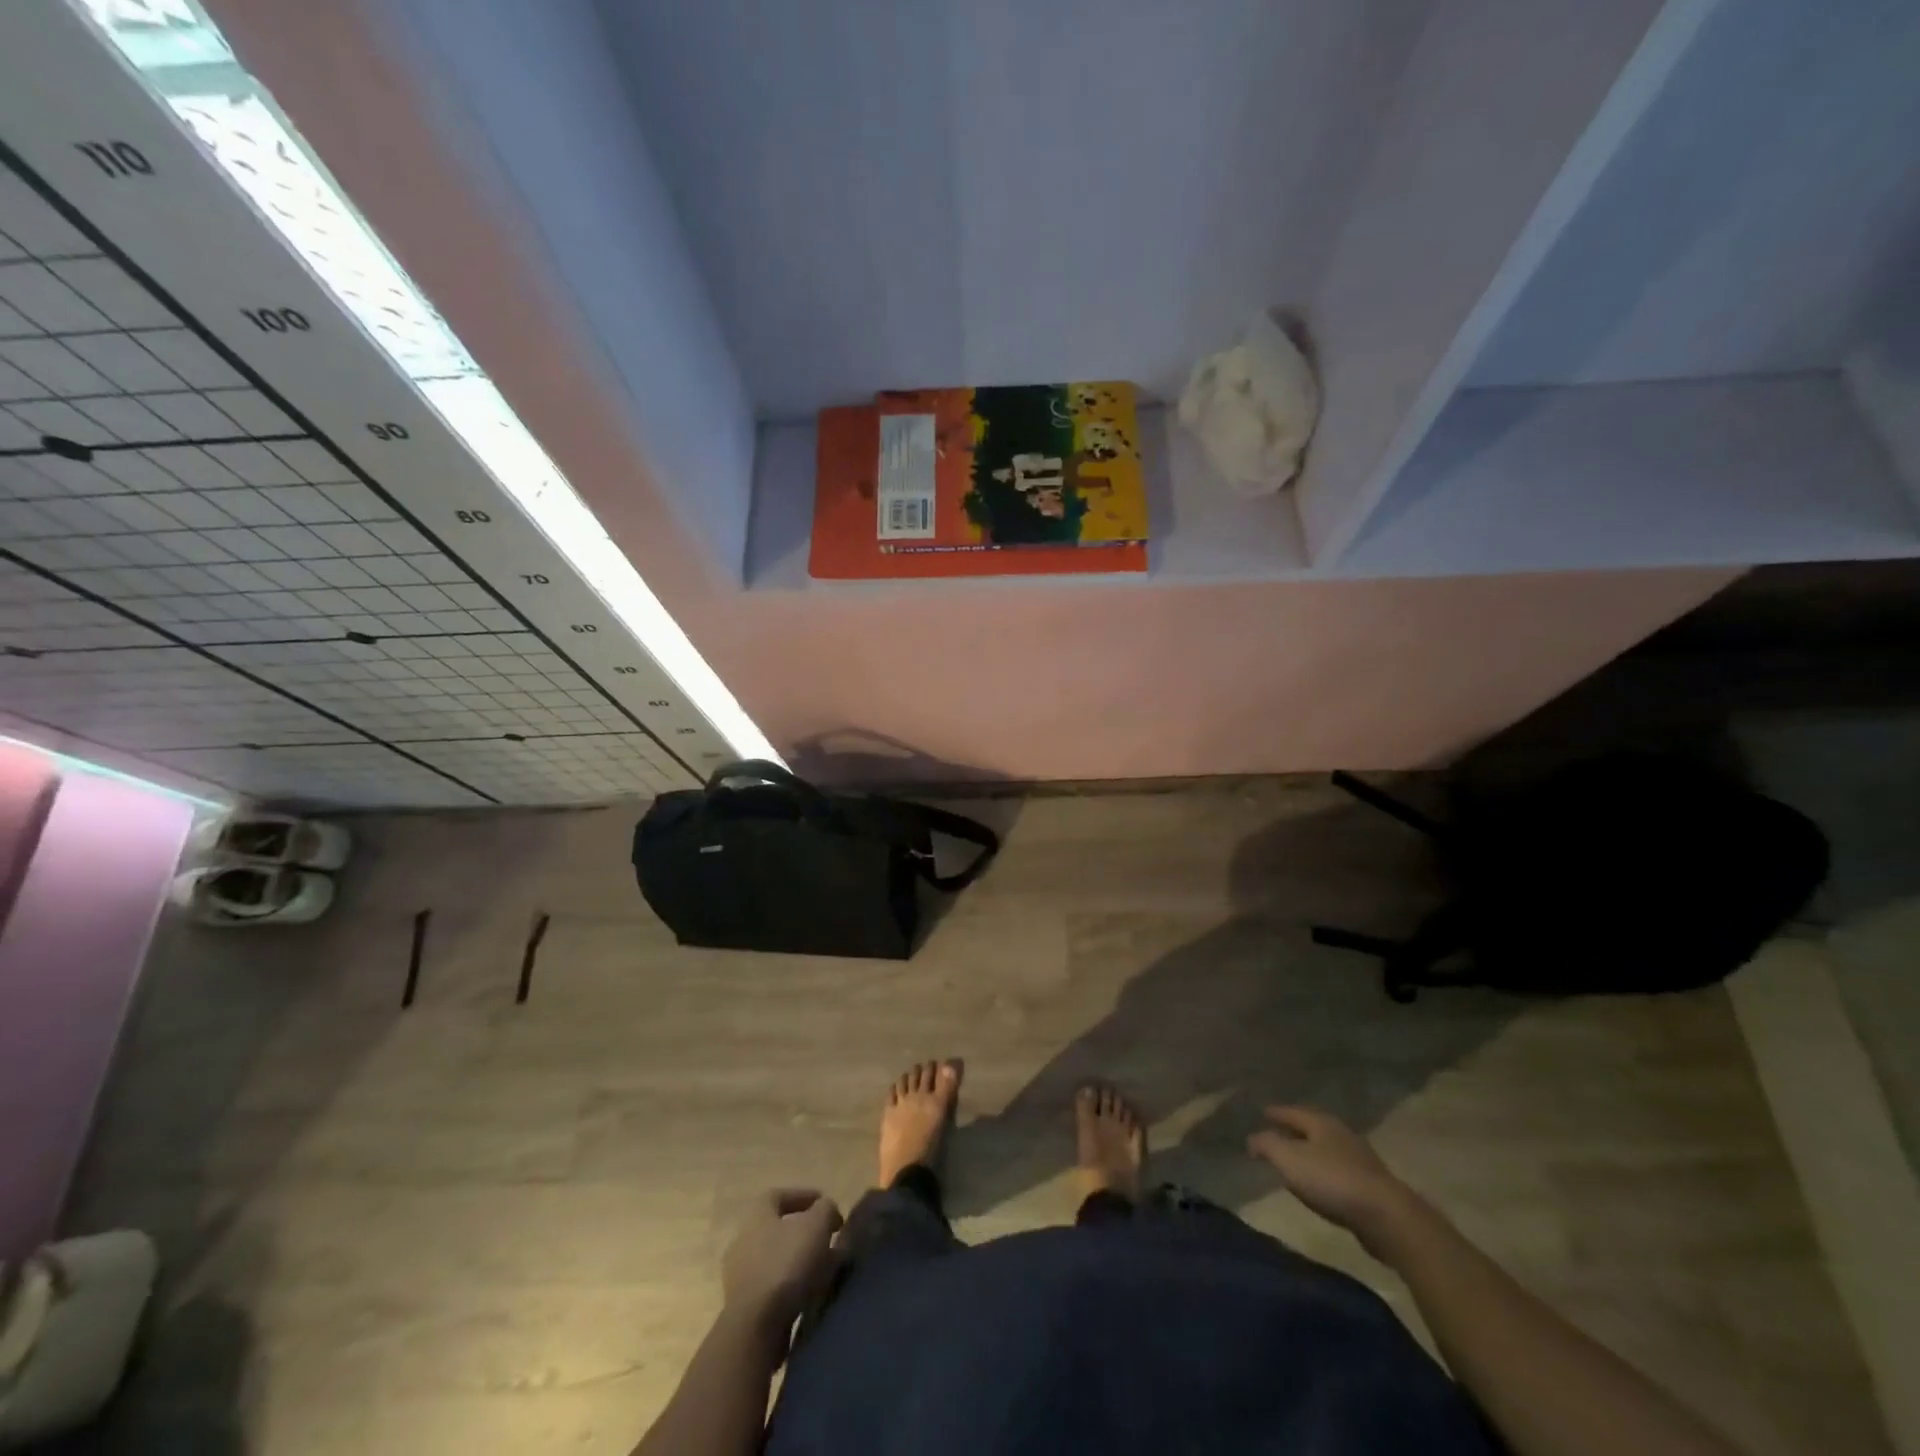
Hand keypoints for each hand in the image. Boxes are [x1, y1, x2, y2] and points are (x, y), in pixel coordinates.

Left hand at [720, 1189, 842, 1335]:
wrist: (755, 1328)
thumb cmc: (786, 1265)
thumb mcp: (816, 1226)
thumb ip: (825, 1209)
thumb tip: (827, 1209)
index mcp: (756, 1215)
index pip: (778, 1195)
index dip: (804, 1196)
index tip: (826, 1205)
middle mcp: (742, 1240)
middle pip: (777, 1228)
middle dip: (805, 1232)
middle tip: (828, 1239)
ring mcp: (739, 1276)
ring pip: (776, 1258)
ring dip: (800, 1260)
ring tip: (826, 1268)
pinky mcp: (743, 1307)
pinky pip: (773, 1286)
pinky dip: (792, 1284)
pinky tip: (811, 1292)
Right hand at [1246, 1106, 1420, 1255]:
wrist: (1387, 1218)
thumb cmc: (1332, 1180)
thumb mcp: (1288, 1159)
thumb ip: (1266, 1145)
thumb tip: (1251, 1139)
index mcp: (1321, 1122)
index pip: (1292, 1111)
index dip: (1275, 1113)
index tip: (1262, 1113)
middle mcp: (1340, 1134)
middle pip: (1311, 1127)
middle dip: (1293, 1130)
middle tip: (1275, 1133)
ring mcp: (1359, 1159)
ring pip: (1325, 1149)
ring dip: (1309, 1152)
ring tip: (1293, 1160)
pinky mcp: (1370, 1185)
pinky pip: (1337, 1171)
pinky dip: (1322, 1172)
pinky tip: (1318, 1185)